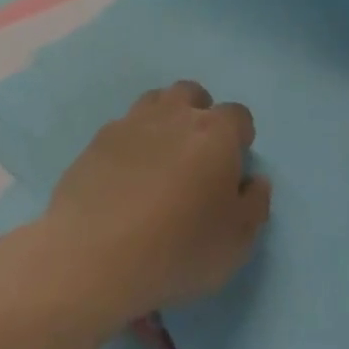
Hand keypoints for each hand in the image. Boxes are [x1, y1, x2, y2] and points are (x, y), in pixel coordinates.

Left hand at [47, 82, 272, 323]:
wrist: (93, 254)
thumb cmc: (177, 248)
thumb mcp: (236, 242)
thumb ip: (255, 205)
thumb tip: (254, 180)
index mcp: (215, 132)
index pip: (238, 116)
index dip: (240, 139)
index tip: (232, 169)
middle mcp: (175, 115)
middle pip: (193, 94)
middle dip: (199, 115)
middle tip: (196, 157)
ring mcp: (131, 122)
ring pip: (155, 101)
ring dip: (164, 120)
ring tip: (161, 160)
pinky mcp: (98, 139)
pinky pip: (124, 127)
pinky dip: (131, 142)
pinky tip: (126, 175)